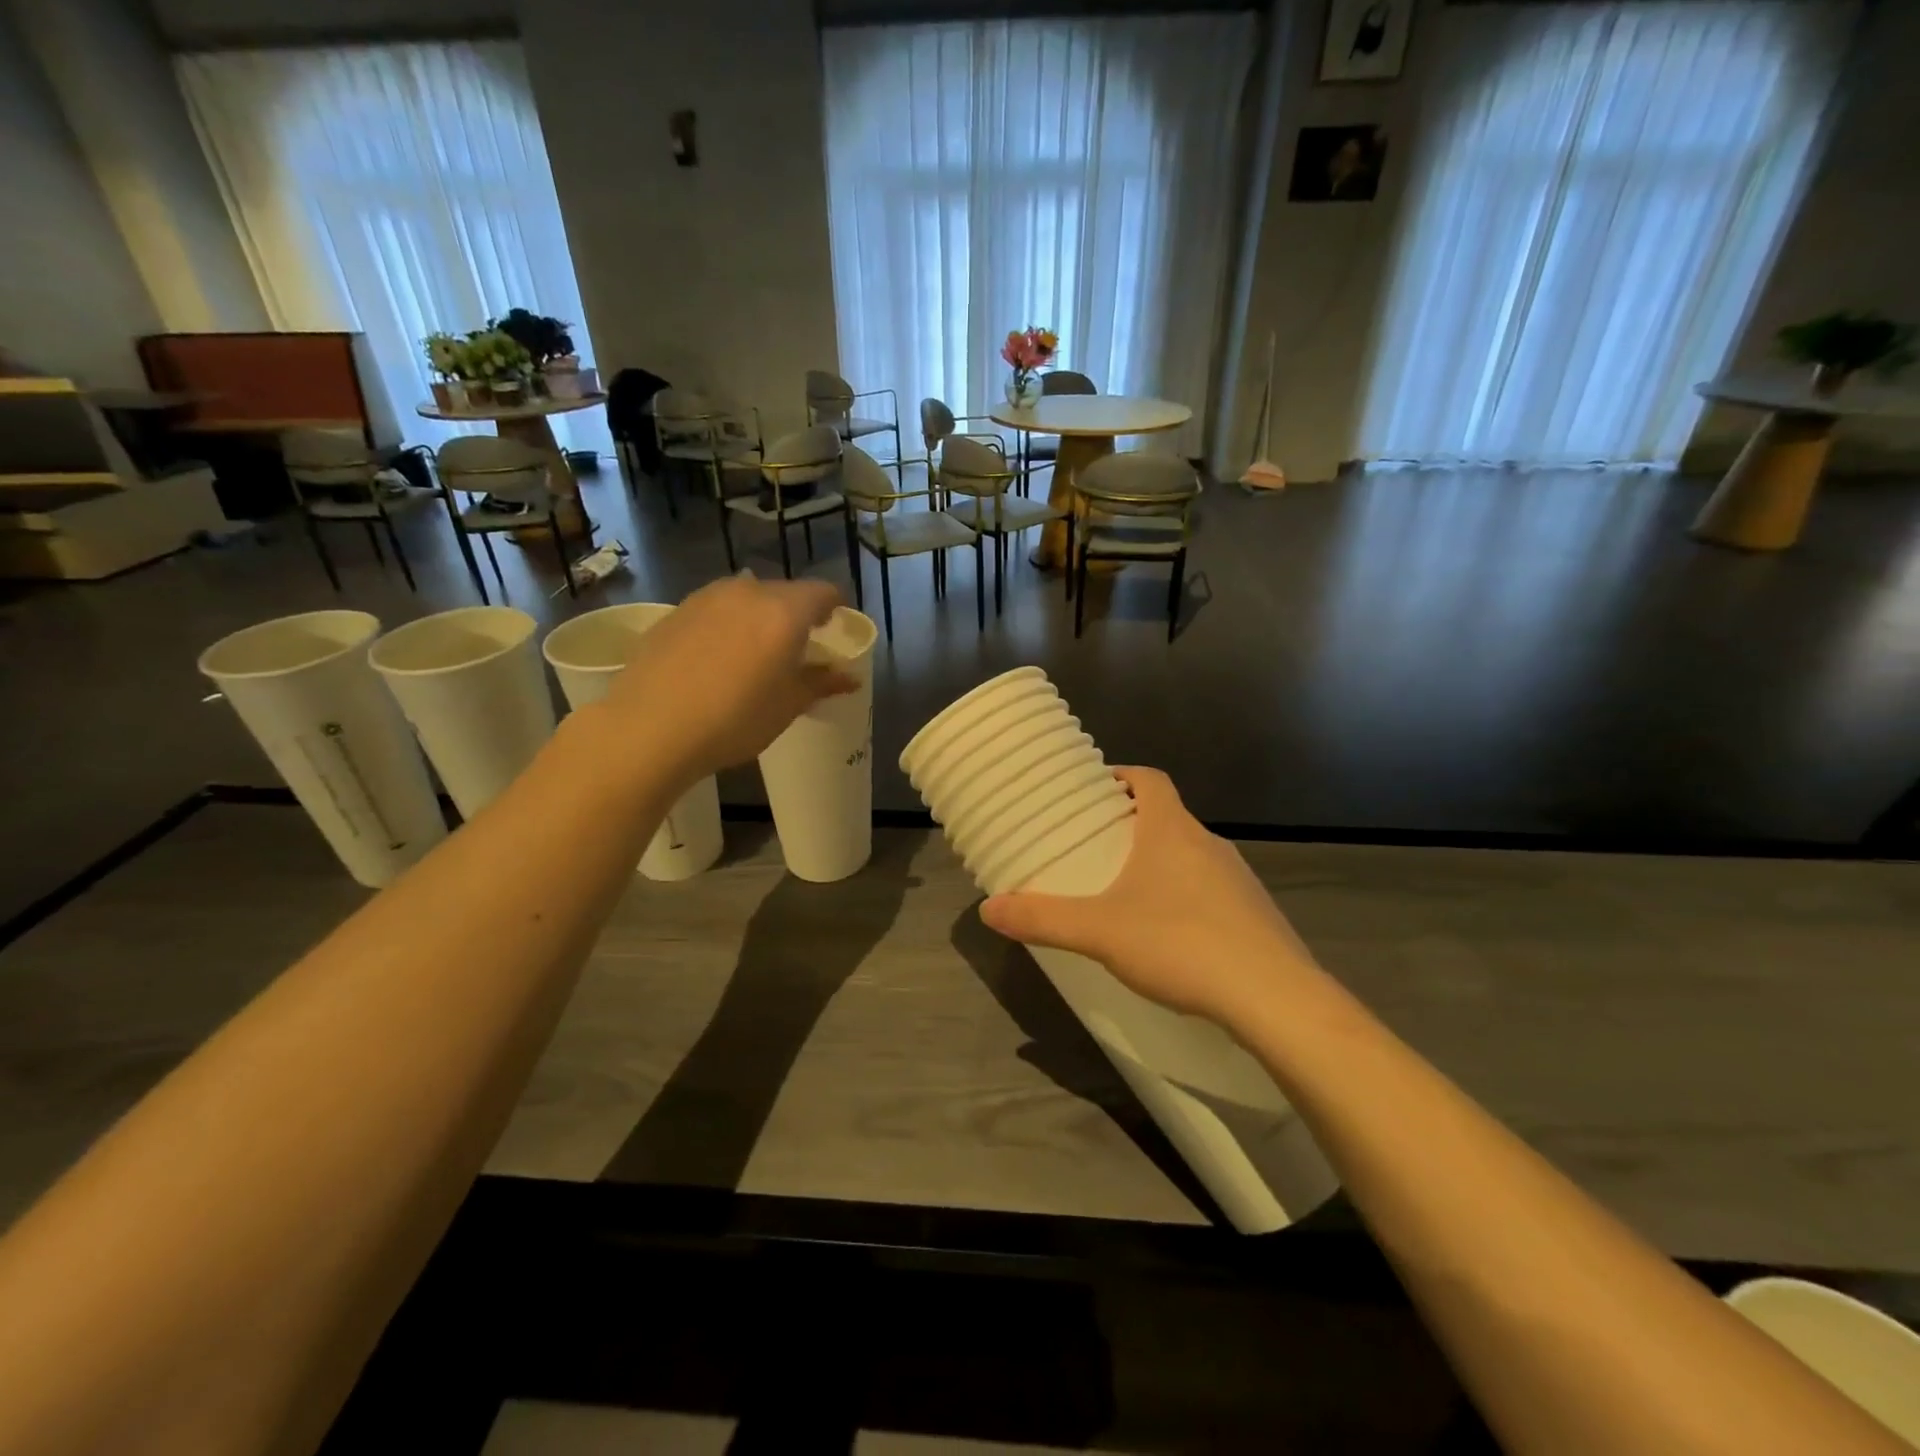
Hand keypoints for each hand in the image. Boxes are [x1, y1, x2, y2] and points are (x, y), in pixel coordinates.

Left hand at [597, 575, 855, 782]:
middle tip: (797, 647)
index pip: (823, 592)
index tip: (835, 628)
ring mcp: (707, 598)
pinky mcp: (676, 611)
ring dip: (760, 616)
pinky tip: (717, 657)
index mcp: (785, 610)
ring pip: (747, 598)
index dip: (835, 607)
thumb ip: (821, 683)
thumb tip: (848, 677)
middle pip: (784, 592)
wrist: (651, 726)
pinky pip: (715, 609)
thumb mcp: (788, 705)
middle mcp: (748, 592)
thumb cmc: (736, 718)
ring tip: (756, 652)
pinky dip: (727, 624)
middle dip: (797, 614)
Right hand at [979, 767, 1319, 1028]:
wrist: (1274, 998)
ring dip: (1162, 862)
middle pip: (1168, 816)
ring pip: (1192, 854)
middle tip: (1097, 847)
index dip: (1123, 775)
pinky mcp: (1256, 914)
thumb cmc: (1180, 944)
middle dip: (1133, 825)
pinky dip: (1188, 897)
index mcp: (1172, 831)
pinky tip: (1172, 936)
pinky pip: (1213, 890)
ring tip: (1128, 892)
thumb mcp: (1099, 932)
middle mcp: (1209, 843)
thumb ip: (1043, 919)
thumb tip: (987, 909)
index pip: (1150, 779)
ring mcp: (1239, 878)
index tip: (1096, 790)